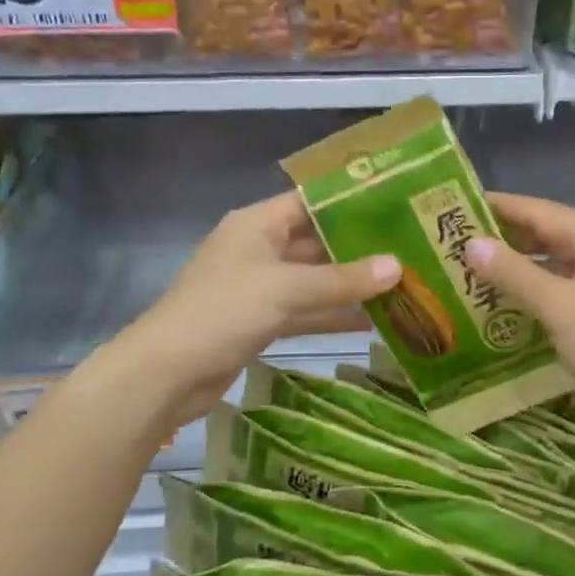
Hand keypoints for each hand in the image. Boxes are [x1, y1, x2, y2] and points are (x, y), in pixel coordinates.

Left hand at [99, 192, 400, 431]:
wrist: (166, 374)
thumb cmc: (222, 312)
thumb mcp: (286, 290)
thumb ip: (342, 280)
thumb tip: (397, 267)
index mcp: (257, 224)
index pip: (310, 202)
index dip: (350, 202)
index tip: (394, 204)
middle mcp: (259, 249)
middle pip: (316, 242)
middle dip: (358, 248)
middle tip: (408, 248)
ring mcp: (259, 287)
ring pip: (313, 280)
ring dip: (350, 286)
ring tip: (401, 285)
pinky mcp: (259, 321)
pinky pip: (305, 311)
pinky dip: (332, 315)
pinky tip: (372, 322)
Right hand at [465, 192, 574, 425]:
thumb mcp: (558, 306)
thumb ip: (514, 272)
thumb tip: (472, 244)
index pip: (540, 210)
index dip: (499, 207)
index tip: (457, 205)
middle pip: (551, 233)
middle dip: (506, 238)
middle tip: (457, 242)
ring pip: (559, 263)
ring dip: (521, 267)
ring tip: (475, 271)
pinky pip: (569, 288)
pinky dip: (539, 290)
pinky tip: (510, 303)